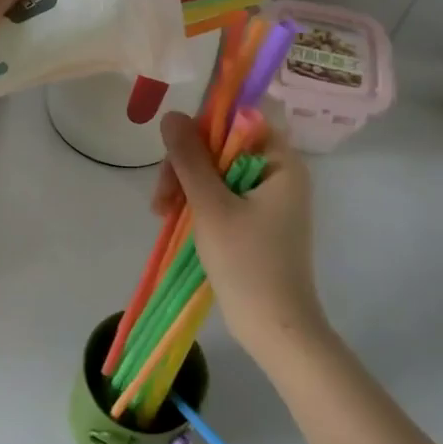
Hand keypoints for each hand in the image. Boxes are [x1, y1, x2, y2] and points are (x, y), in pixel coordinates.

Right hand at [155, 110, 327, 359]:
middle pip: (224, 148)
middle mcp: (279, 175)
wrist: (274, 328)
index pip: (241, 121)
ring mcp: (268, 200)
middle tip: (161, 197)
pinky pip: (222, 196)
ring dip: (186, 186)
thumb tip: (172, 115)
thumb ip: (190, 158)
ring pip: (217, 173)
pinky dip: (198, 204)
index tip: (176, 151)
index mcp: (281, 163)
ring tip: (161, 213)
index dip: (205, 128)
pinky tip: (174, 219)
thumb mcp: (210, 206)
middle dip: (187, 166)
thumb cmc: (246, 262)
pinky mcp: (257, 222)